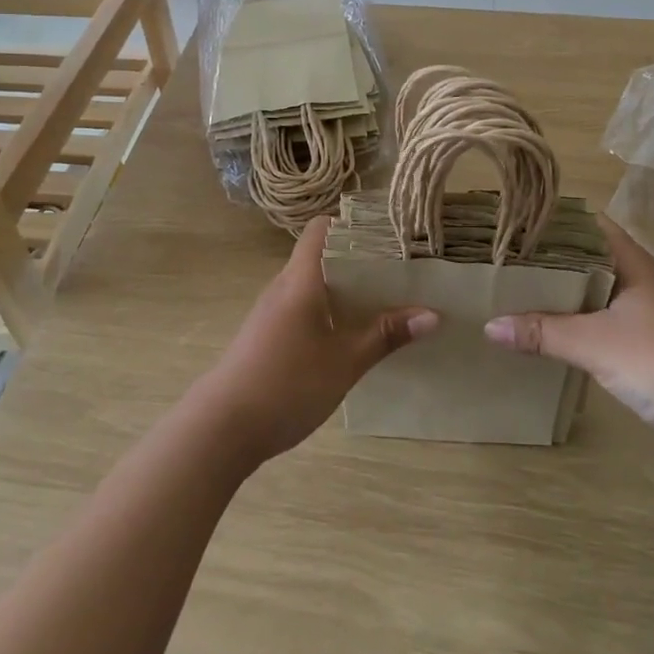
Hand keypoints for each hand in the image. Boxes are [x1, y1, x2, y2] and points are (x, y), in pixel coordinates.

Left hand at [194, 218, 438, 466]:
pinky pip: (302, 309)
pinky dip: (328, 312)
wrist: (221, 428)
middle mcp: (283, 286)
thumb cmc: (287, 383)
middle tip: (398, 273)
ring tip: (383, 303)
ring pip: (312, 286)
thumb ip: (387, 335)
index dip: (352, 224)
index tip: (387, 236)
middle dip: (359, 261)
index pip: (322, 229)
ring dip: (344, 290)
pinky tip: (349, 336)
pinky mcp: (265, 336)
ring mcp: (270, 312)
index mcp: (301, 279)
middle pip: (321, 257)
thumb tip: (433, 314)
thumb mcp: (345, 361)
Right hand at [484, 217, 653, 474]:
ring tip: (515, 296)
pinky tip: (549, 339)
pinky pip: (604, 330)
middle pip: (588, 262)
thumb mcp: (594, 342)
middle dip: (550, 262)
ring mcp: (648, 318)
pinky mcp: (651, 351)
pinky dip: (578, 331)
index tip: (514, 223)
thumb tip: (489, 326)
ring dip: (563, 299)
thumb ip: (542, 332)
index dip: (554, 221)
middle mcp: (641, 282)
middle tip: (503, 261)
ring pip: (596, 298)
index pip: (589, 226)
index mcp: (633, 263)